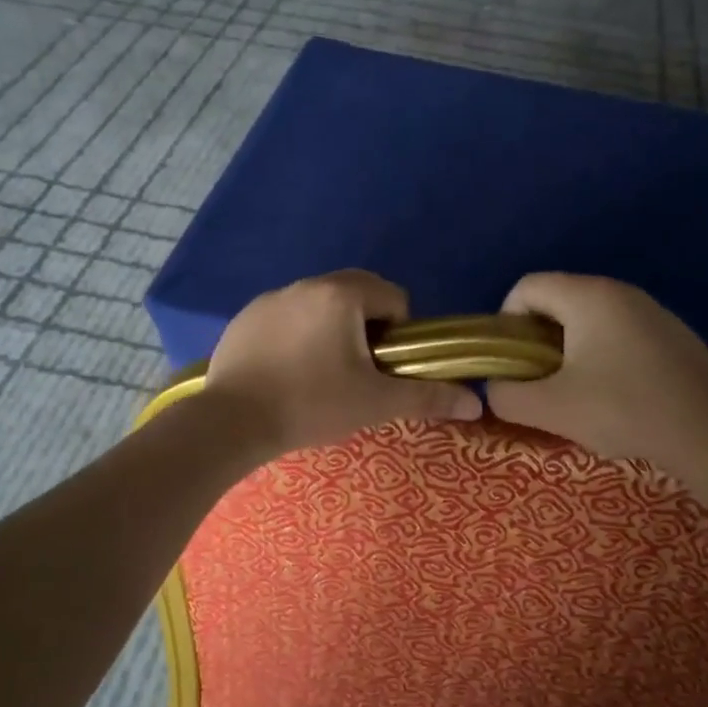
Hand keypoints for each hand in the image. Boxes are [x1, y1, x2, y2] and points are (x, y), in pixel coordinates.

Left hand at [204, 271, 482, 455]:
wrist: (231, 422)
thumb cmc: (311, 405)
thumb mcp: (375, 402)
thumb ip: (427, 397)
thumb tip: (476, 403)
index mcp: (342, 295)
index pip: (392, 297)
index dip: (399, 333)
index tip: (383, 367)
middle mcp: (306, 285)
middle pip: (356, 294)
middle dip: (366, 327)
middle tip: (358, 372)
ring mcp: (270, 298)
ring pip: (319, 305)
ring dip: (331, 329)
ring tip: (321, 374)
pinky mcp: (244, 317)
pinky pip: (286, 316)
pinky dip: (296, 335)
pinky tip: (286, 372)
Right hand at [485, 273, 707, 466]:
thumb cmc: (623, 410)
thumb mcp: (549, 409)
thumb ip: (506, 395)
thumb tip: (497, 387)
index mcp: (588, 296)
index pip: (527, 286)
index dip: (507, 322)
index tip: (514, 363)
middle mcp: (621, 291)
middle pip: (558, 301)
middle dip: (539, 339)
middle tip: (542, 383)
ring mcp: (653, 311)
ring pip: (591, 319)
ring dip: (572, 350)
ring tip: (579, 393)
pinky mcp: (675, 335)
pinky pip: (622, 334)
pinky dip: (606, 356)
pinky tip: (620, 396)